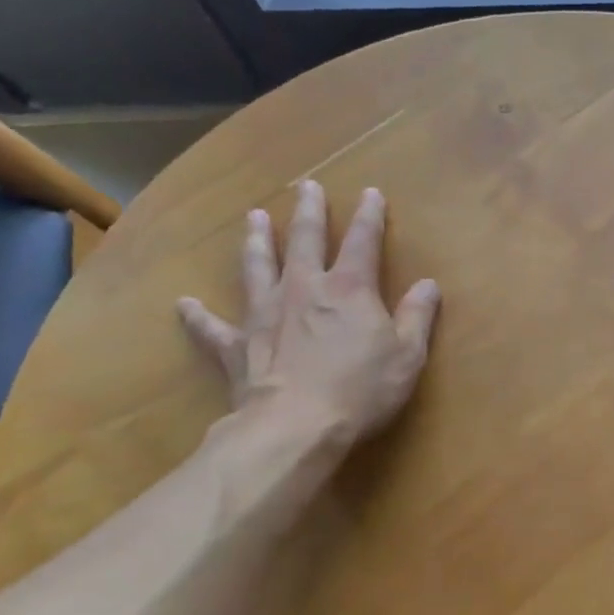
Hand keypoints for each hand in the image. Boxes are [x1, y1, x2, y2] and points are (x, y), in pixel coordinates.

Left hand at [178, 180, 438, 457]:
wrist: (295, 427)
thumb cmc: (360, 390)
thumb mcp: (407, 355)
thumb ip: (417, 316)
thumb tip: (429, 284)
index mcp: (348, 289)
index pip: (362, 241)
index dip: (369, 216)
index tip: (371, 193)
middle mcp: (303, 289)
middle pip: (303, 240)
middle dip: (308, 212)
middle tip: (306, 187)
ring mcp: (264, 314)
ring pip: (257, 267)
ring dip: (256, 242)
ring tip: (253, 218)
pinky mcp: (237, 346)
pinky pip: (212, 328)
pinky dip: (198, 316)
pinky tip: (184, 304)